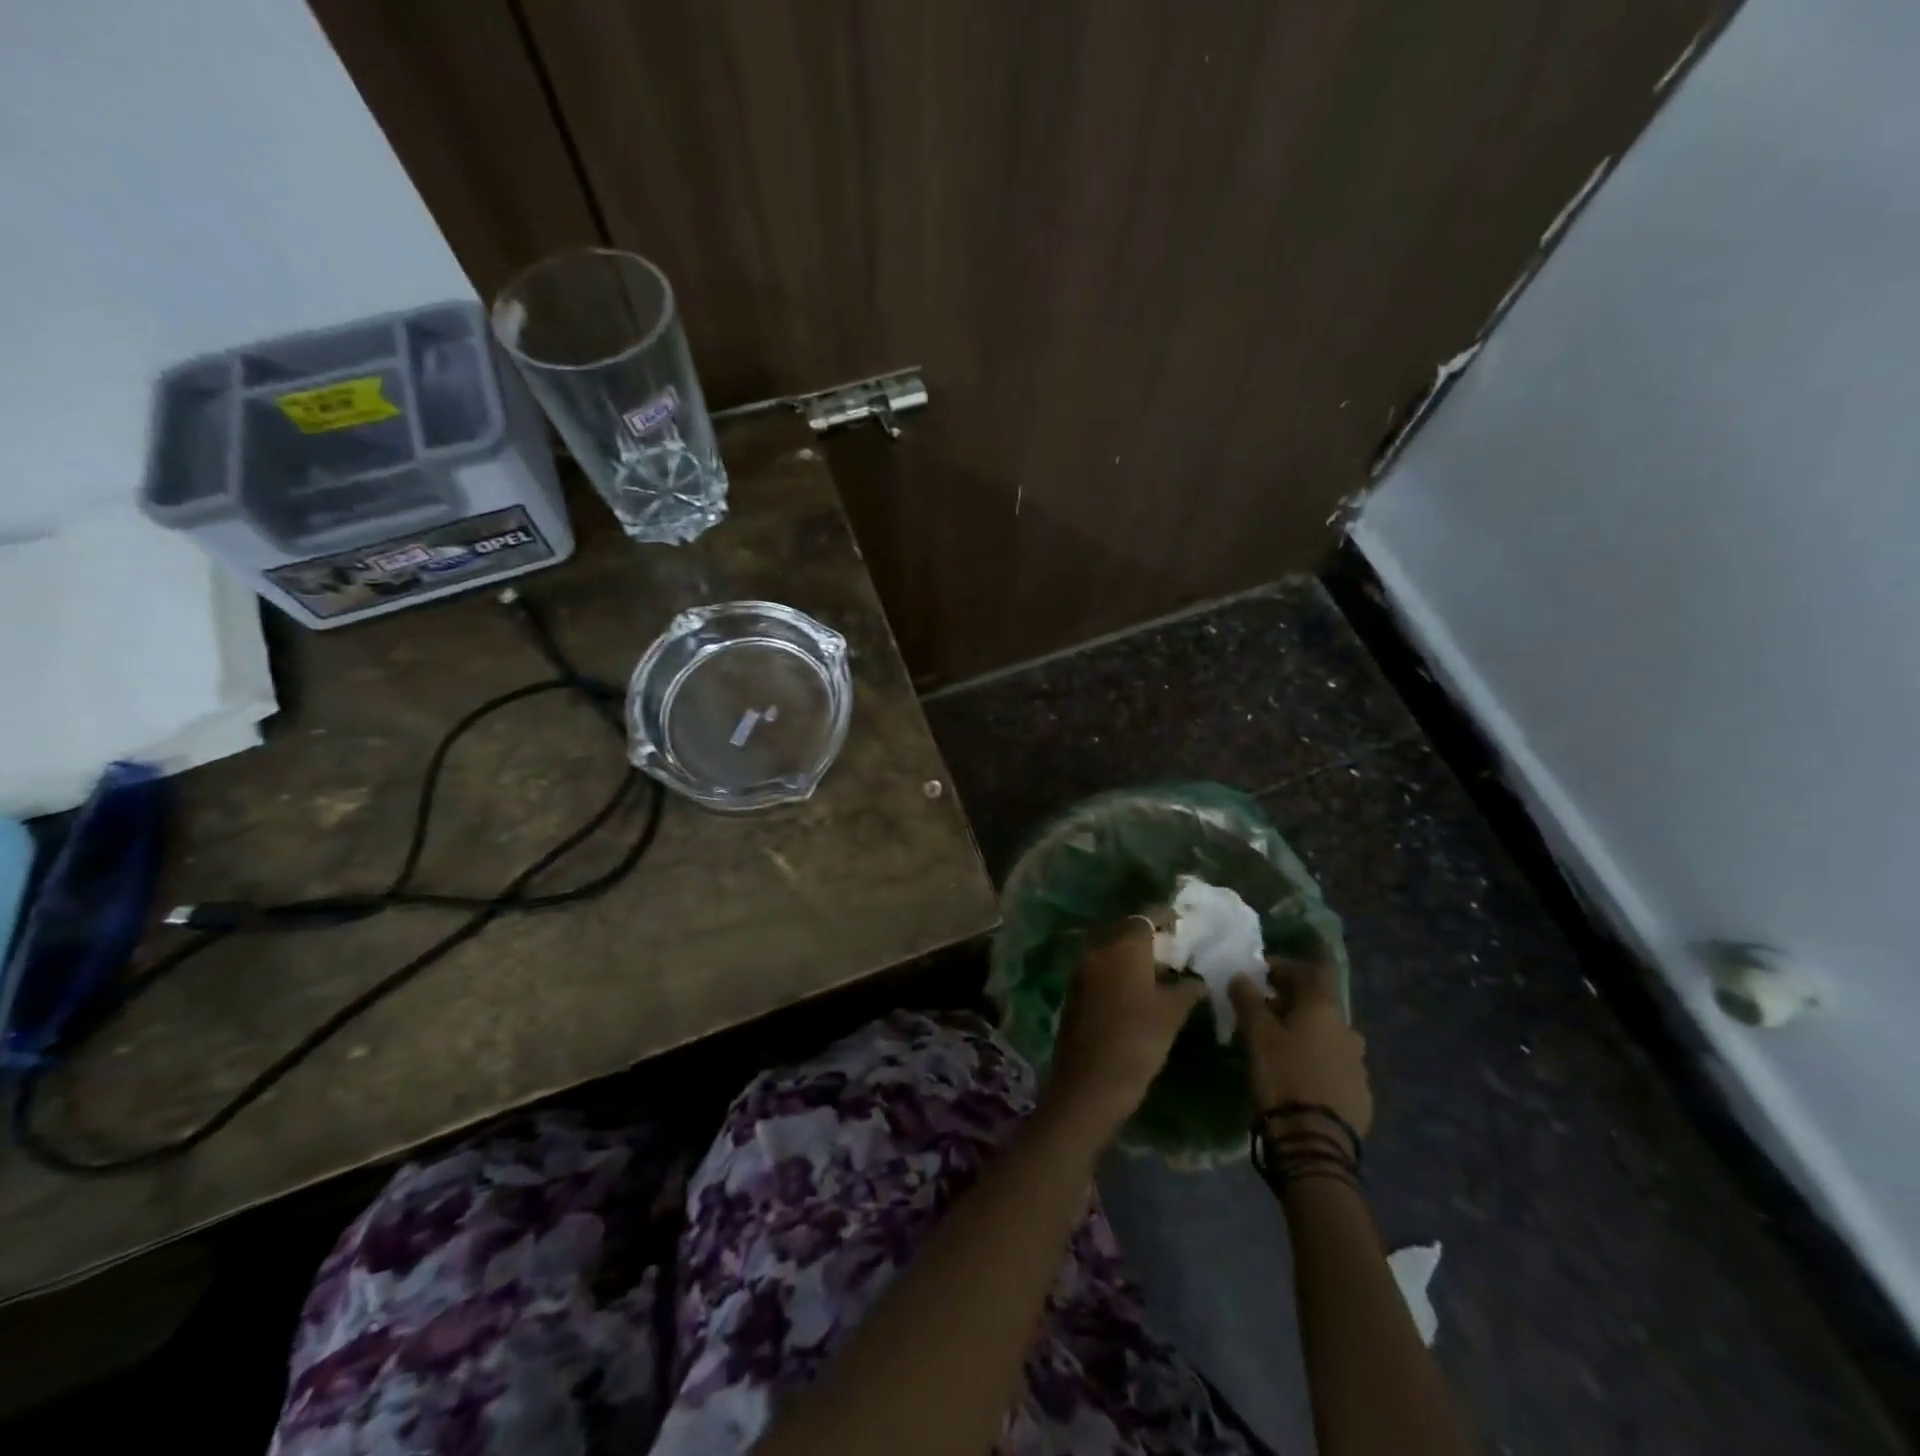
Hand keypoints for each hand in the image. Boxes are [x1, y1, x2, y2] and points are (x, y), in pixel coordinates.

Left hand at [1046, 918, 1205, 1141]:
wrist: (1089, 1083)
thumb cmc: (1137, 1043)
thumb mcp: (1171, 1015)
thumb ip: (1186, 990)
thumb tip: (1197, 980)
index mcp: (1123, 948)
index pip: (1145, 917)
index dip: (1164, 917)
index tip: (1181, 923)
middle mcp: (1098, 951)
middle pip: (1125, 931)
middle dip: (1148, 936)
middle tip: (1172, 949)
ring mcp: (1082, 971)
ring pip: (1111, 951)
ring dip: (1132, 955)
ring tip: (1158, 972)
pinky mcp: (1074, 991)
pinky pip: (1100, 970)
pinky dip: (1118, 972)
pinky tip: (1135, 991)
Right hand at [1229, 951, 1372, 1139]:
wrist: (1315, 1144)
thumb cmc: (1282, 1076)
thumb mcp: (1255, 1033)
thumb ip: (1247, 998)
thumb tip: (1241, 976)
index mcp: (1324, 1009)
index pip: (1310, 970)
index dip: (1284, 965)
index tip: (1259, 971)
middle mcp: (1347, 1029)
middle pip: (1317, 1003)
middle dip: (1289, 1000)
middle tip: (1261, 1008)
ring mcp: (1358, 1064)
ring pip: (1326, 1035)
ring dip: (1303, 1032)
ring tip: (1276, 1044)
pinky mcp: (1360, 1094)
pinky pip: (1333, 1064)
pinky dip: (1314, 1059)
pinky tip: (1296, 1074)